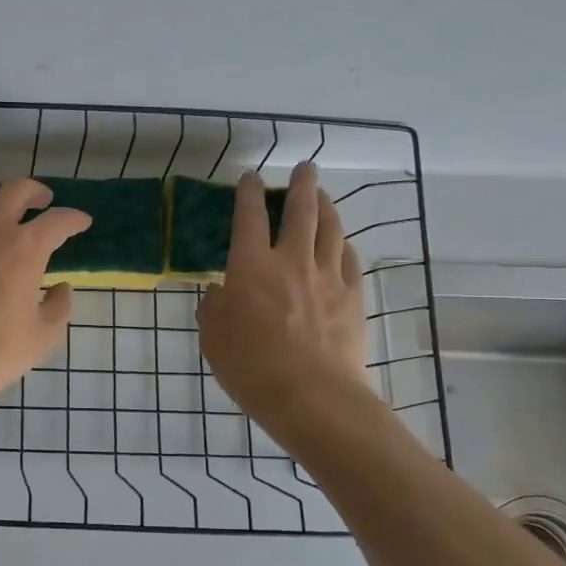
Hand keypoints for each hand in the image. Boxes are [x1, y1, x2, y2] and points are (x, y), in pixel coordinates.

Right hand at [198, 163, 371, 423]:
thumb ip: (214, 308)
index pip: (249, 217)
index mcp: (251, 267)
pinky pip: (349, 259)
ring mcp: (327, 277)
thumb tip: (220, 291)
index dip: (248, 193)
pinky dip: (343, 244)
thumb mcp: (213, 338)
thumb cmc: (251, 367)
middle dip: (301, 184)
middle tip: (304, 168)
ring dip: (327, 206)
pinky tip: (342, 243)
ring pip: (331, 229)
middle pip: (300, 211)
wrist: (312, 396)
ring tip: (323, 195)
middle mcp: (291, 261)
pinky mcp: (353, 297)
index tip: (250, 177)